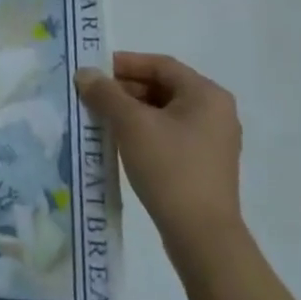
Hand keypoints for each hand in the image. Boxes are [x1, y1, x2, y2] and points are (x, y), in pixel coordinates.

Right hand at [76, 51, 242, 248]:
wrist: (202, 236)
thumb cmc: (170, 168)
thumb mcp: (132, 125)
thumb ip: (106, 93)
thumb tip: (85, 73)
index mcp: (206, 94)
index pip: (161, 65)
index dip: (125, 63)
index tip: (94, 70)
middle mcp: (215, 112)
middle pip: (163, 87)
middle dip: (125, 89)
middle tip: (92, 95)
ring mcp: (212, 140)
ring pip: (164, 112)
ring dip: (131, 111)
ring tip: (99, 118)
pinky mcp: (204, 164)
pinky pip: (169, 134)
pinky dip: (144, 131)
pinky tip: (119, 141)